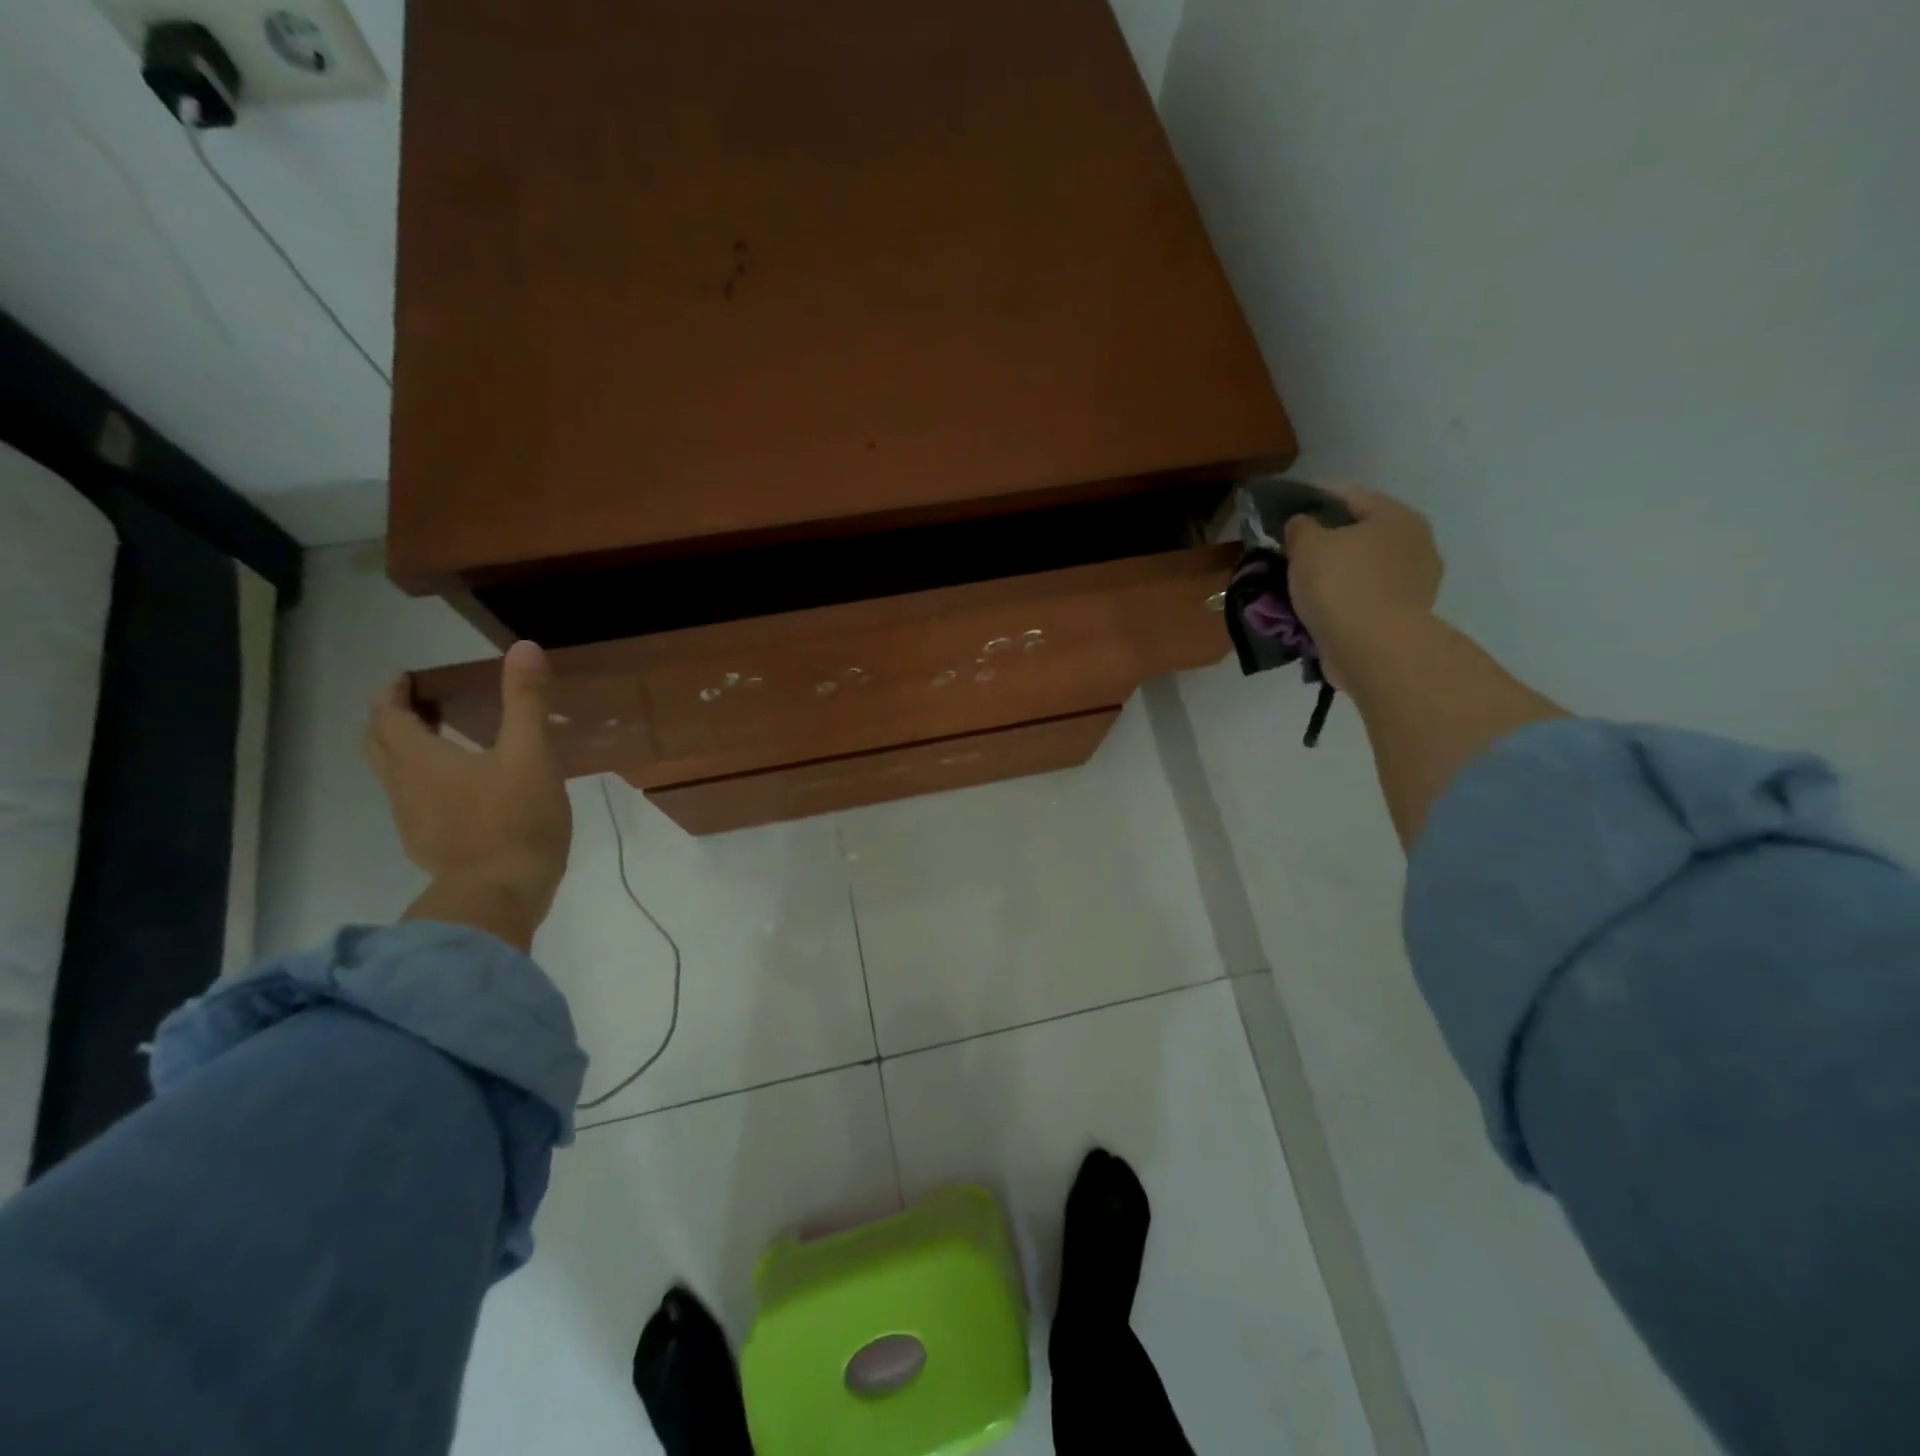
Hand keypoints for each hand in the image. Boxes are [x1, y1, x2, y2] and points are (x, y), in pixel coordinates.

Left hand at [363, 640, 571, 949]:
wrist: (501, 894)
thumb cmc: (516, 819)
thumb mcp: (531, 753)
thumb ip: (526, 701)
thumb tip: (523, 647)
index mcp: (422, 760)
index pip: (389, 717)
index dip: (392, 694)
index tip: (404, 678)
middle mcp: (405, 787)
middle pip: (378, 746)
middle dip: (390, 721)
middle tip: (416, 707)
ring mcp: (413, 822)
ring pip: (393, 778)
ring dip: (405, 754)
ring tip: (440, 745)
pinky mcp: (430, 848)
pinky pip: (413, 805)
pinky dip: (422, 786)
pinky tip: (458, 794)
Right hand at [1283, 485, 1443, 691]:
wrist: (1372, 649)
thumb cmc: (1341, 585)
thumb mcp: (1307, 546)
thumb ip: (1300, 526)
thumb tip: (1302, 524)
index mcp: (1396, 516)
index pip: (1349, 494)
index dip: (1314, 496)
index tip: (1286, 506)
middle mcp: (1415, 543)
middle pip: (1360, 532)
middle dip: (1327, 538)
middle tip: (1292, 547)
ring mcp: (1415, 582)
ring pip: (1364, 567)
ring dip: (1336, 571)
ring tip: (1301, 581)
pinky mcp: (1404, 615)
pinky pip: (1365, 597)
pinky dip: (1343, 598)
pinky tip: (1320, 607)